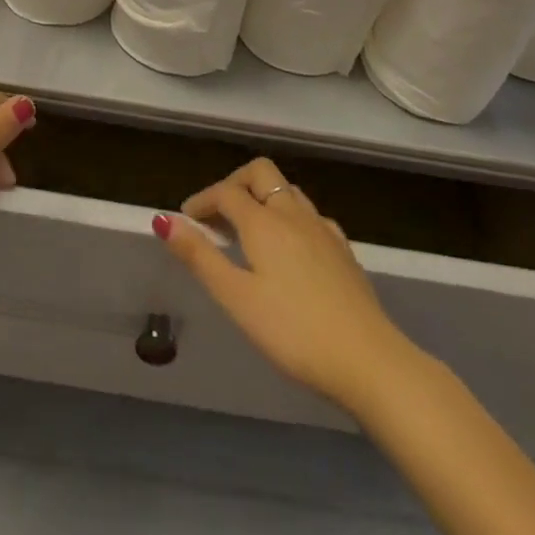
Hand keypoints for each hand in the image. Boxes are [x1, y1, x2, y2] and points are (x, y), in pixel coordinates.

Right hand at [156, 158, 424, 416]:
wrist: (370, 360)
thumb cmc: (294, 332)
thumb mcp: (237, 299)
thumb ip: (200, 257)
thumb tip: (164, 220)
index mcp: (264, 222)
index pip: (225, 192)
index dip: (202, 201)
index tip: (186, 220)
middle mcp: (293, 213)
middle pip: (260, 173)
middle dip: (234, 184)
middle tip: (217, 216)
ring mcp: (323, 229)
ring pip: (287, 191)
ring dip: (262, 198)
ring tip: (247, 231)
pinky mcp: (343, 250)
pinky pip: (310, 215)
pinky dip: (289, 218)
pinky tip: (289, 248)